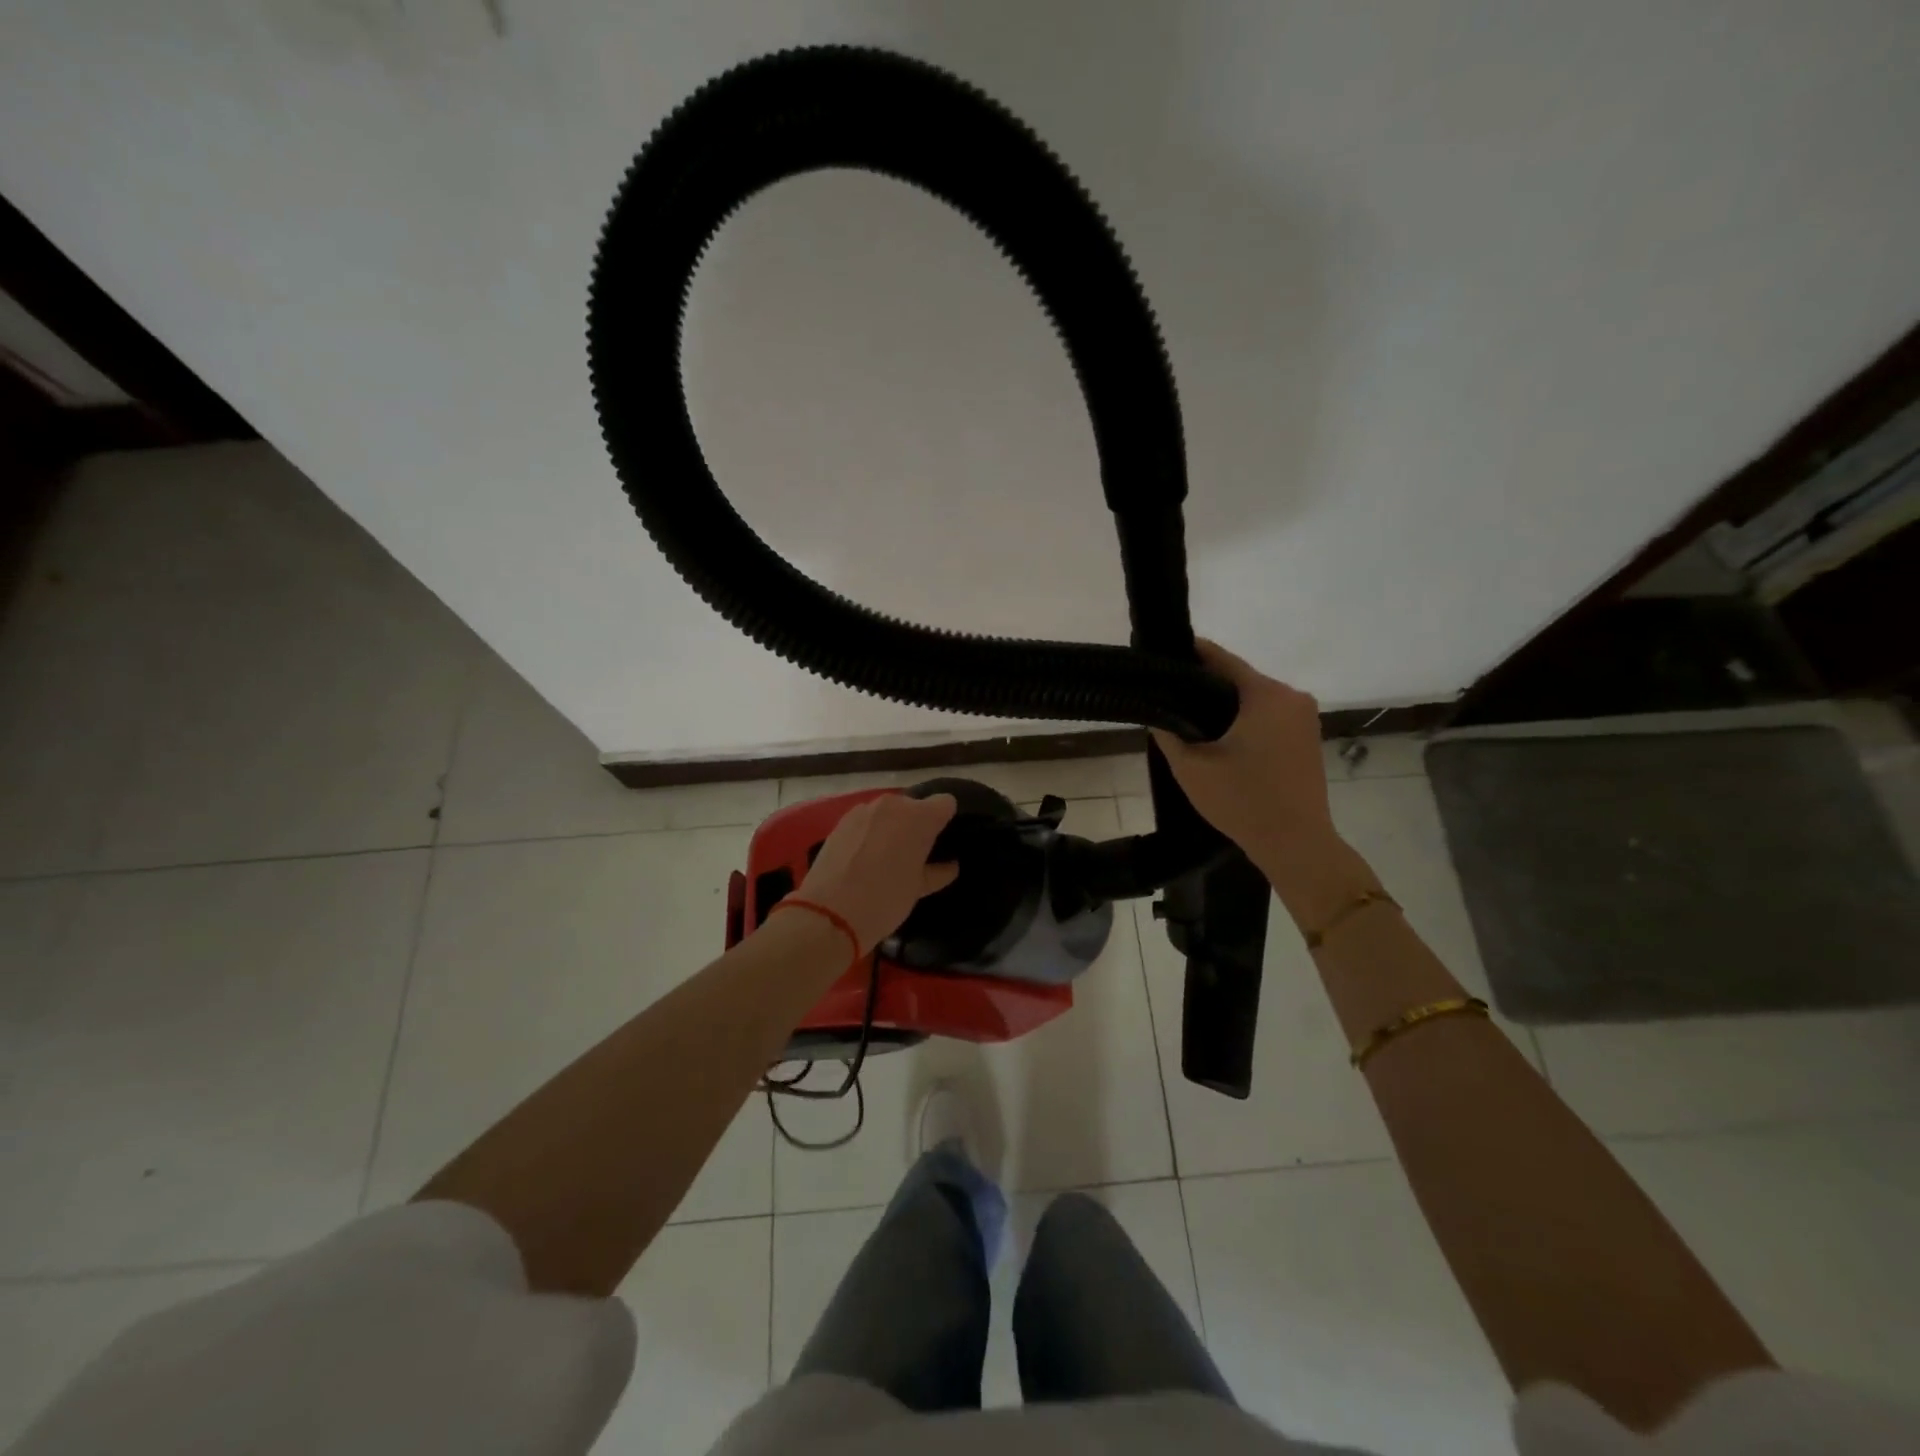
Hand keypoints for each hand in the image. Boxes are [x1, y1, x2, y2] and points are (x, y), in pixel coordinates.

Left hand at [795, 792, 959, 953]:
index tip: (940, 841)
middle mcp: (892, 805)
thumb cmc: (885, 899)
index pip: (945, 803)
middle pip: (914, 806)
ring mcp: (863, 810)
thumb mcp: (918, 889)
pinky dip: (869, 832)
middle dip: (916, 825)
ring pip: (888, 812)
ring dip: (891, 827)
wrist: (829, 913)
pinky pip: (866, 821)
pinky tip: (863, 858)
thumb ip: (937, 871)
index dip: (945, 820)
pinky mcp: (841, 821)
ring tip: (886, 857)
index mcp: (919, 818)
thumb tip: (950, 866)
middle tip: (914, 854)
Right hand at [1150, 640, 1341, 875]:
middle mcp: (1292, 697)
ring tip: (1188, 718)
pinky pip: (1269, 716)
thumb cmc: (1243, 802)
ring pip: (1255, 699)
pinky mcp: (1308, 737)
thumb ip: (1168, 733)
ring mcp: (1305, 718)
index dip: (1191, 654)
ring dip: (1225, 705)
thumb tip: (1156, 712)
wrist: (1297, 844)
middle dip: (1205, 684)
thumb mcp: (1192, 768)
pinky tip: (1220, 738)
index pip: (1222, 660)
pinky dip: (1245, 720)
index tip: (1163, 654)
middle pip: (1240, 679)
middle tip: (1168, 694)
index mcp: (1266, 695)